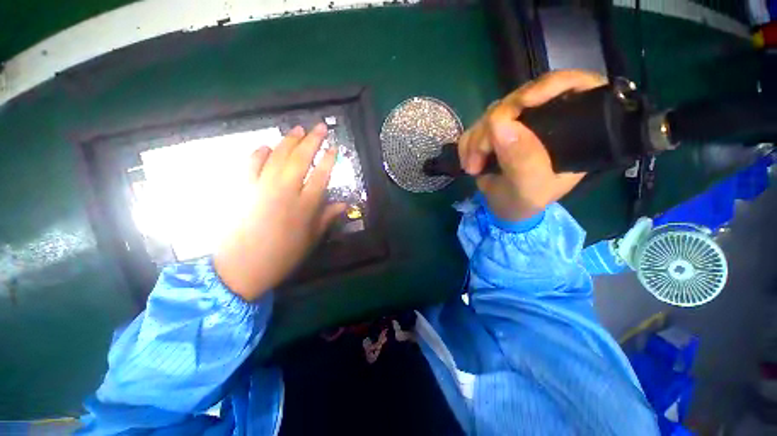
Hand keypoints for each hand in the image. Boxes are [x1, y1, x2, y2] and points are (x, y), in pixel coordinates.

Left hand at [214, 124, 344, 300]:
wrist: (242, 268)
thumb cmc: (283, 255)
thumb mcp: (311, 239)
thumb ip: (327, 217)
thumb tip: (344, 204)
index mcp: (306, 205)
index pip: (321, 174)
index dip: (329, 159)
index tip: (334, 147)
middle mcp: (286, 191)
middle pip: (301, 158)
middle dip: (312, 140)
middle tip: (319, 127)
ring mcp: (262, 187)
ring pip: (278, 156)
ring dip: (289, 140)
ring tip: (297, 130)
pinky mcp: (242, 188)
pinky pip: (250, 163)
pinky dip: (259, 152)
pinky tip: (266, 147)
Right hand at [458, 70, 606, 221]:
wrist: (503, 208)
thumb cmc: (524, 202)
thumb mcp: (529, 188)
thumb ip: (522, 160)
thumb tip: (499, 124)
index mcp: (574, 129)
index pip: (574, 87)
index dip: (549, 86)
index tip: (521, 104)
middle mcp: (547, 118)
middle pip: (521, 98)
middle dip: (493, 127)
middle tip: (479, 159)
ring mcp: (519, 122)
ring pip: (493, 112)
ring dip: (476, 140)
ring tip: (473, 167)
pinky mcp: (497, 128)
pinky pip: (477, 125)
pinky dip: (468, 143)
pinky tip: (468, 161)